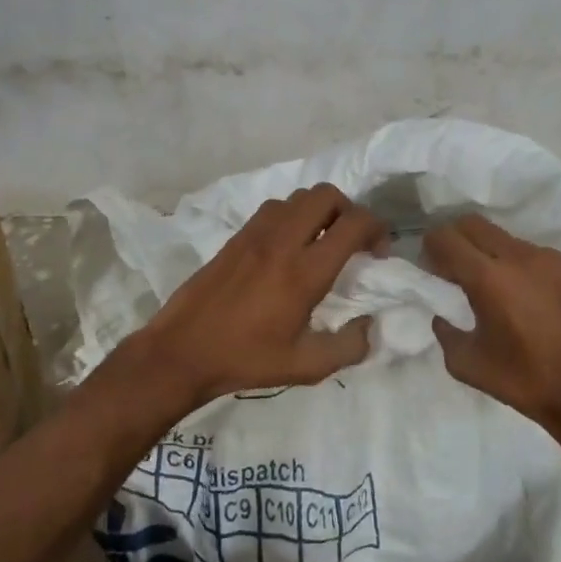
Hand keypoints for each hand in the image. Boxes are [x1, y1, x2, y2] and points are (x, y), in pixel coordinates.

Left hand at [129, 184, 387, 409]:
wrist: (183, 350)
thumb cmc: (246, 360)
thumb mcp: (305, 366)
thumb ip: (348, 347)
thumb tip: (370, 326)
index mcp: (305, 272)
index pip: (353, 224)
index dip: (377, 229)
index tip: (377, 253)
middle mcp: (283, 242)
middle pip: (327, 195)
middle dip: (350, 210)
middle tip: (351, 240)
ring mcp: (256, 234)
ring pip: (299, 197)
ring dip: (319, 211)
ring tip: (321, 240)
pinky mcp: (236, 236)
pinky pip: (274, 208)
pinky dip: (292, 215)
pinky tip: (288, 246)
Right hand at [422, 215, 560, 431]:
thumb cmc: (524, 381)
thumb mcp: (467, 364)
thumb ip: (445, 332)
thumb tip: (442, 314)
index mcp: (488, 278)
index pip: (446, 238)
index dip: (431, 247)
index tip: (432, 269)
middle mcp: (519, 257)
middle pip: (473, 224)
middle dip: (456, 240)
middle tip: (454, 270)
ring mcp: (549, 258)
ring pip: (503, 237)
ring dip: (488, 252)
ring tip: (493, 287)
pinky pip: (531, 253)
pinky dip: (516, 265)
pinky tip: (524, 297)